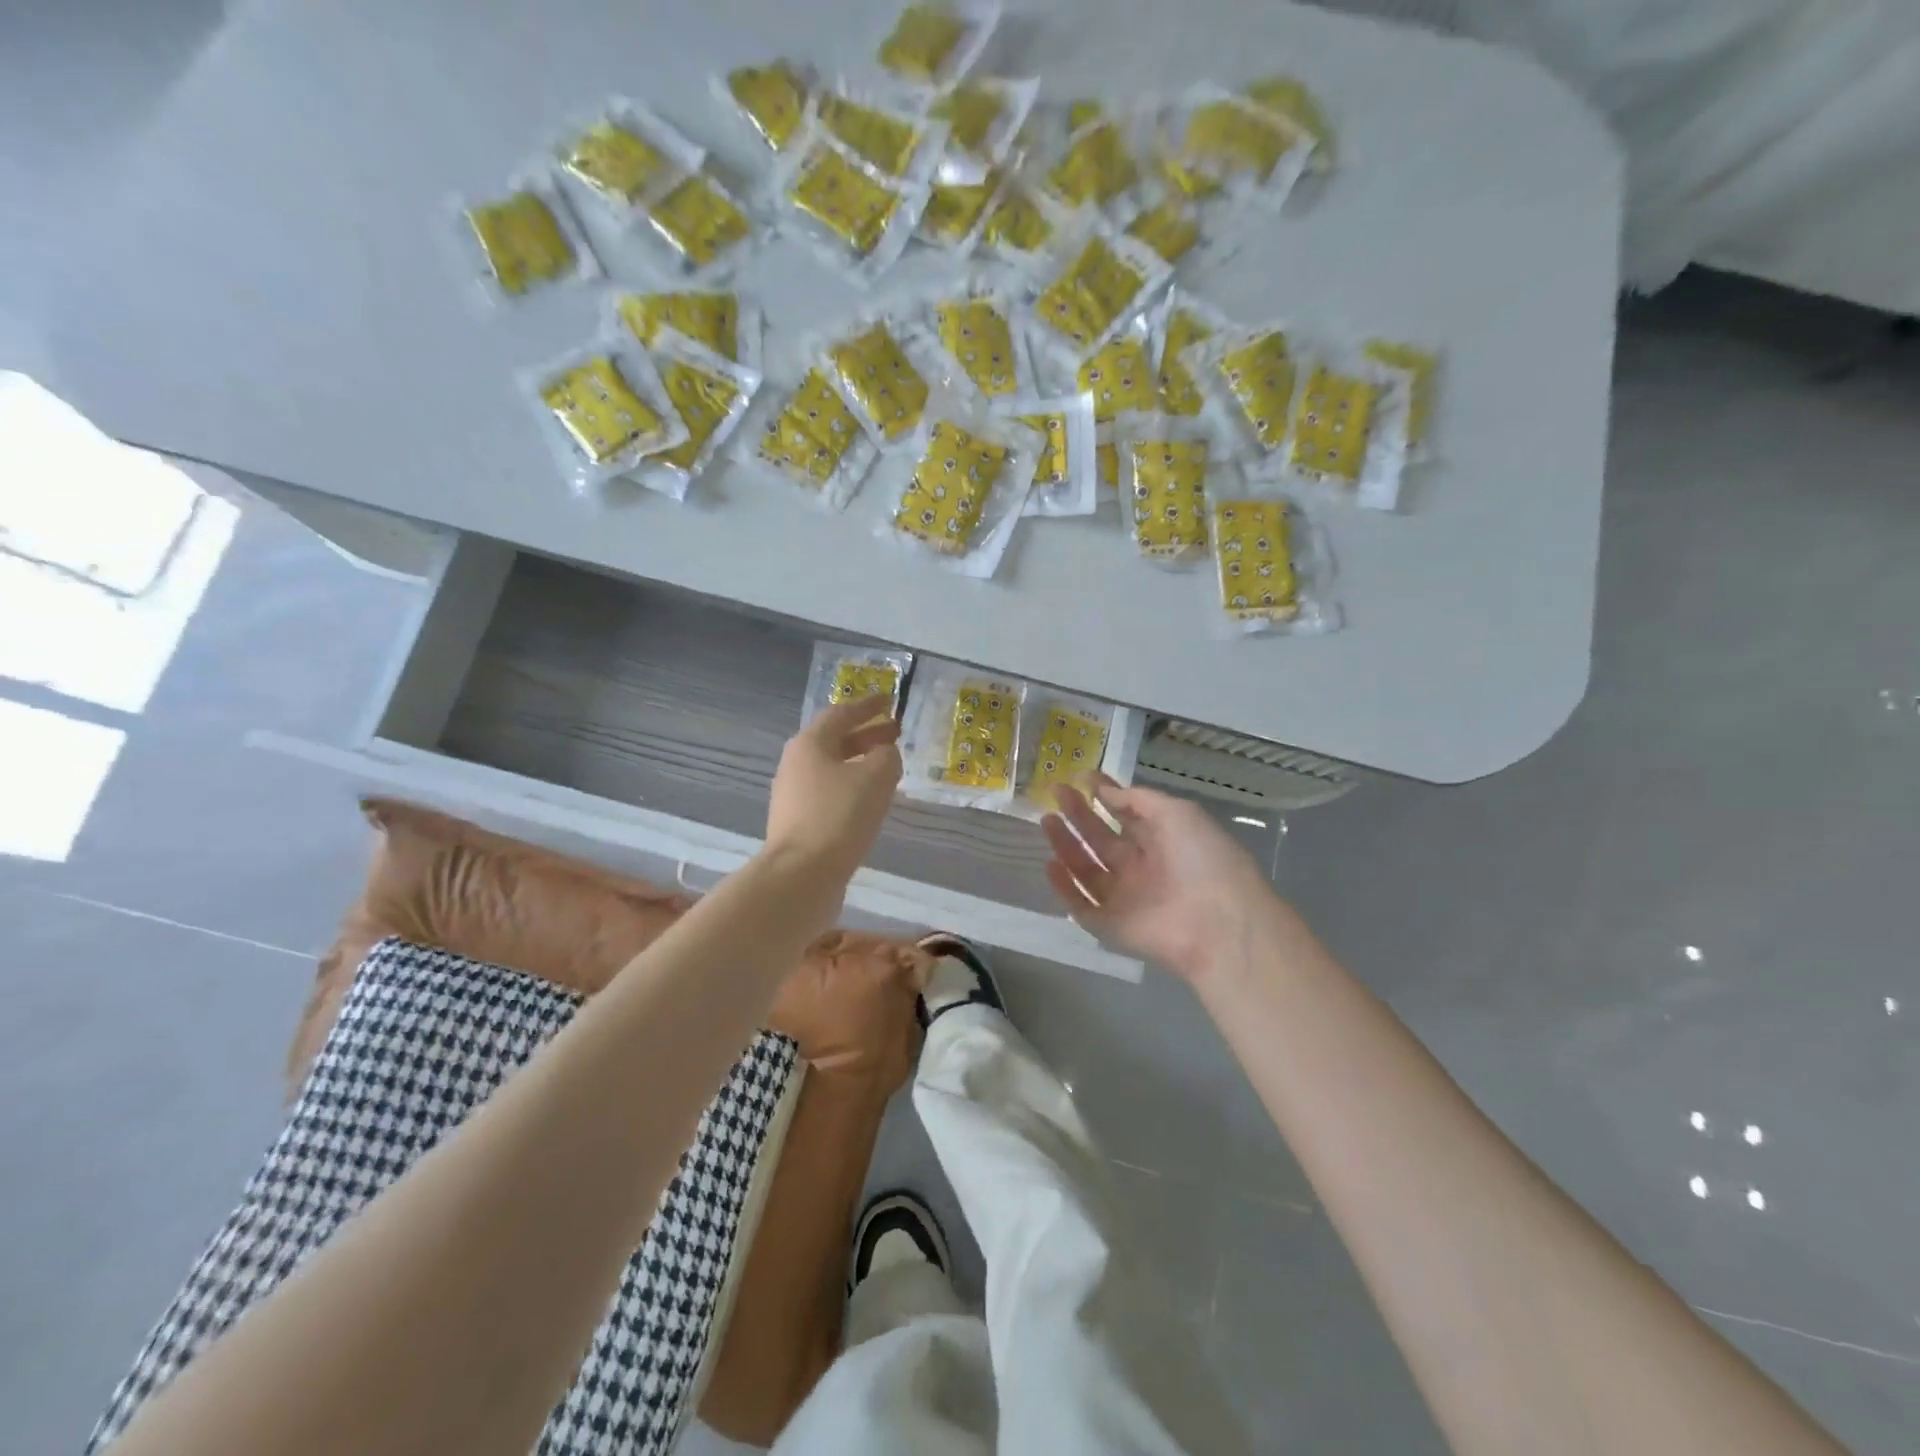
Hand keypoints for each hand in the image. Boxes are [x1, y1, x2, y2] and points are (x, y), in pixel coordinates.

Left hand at [765, 695, 902, 886]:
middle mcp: (796, 765)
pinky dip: (853, 788)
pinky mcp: (799, 823)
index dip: (868, 706)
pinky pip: (831, 794)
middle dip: (867, 735)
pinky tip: (871, 801)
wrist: (801, 876)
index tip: (890, 701)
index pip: (841, 714)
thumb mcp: (875, 777)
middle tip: (896, 734)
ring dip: (860, 763)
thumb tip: (884, 754)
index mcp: (810, 744)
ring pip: (833, 769)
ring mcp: (794, 796)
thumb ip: (886, 756)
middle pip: (835, 741)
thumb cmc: (839, 817)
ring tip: (889, 768)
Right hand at [1042, 777, 1276, 981]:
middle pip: (1103, 840)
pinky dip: (1065, 888)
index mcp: (1164, 841)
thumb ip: (1136, 800)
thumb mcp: (1177, 813)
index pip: (1128, 815)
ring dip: (1066, 845)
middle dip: (1079, 815)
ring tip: (1046, 819)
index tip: (1081, 777)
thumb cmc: (1203, 859)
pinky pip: (1082, 905)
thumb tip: (1102, 790)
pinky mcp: (1111, 926)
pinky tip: (1049, 864)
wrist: (1218, 923)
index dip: (1106, 795)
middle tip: (1056, 792)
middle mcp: (1143, 868)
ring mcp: (1126, 899)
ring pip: (1087, 870)